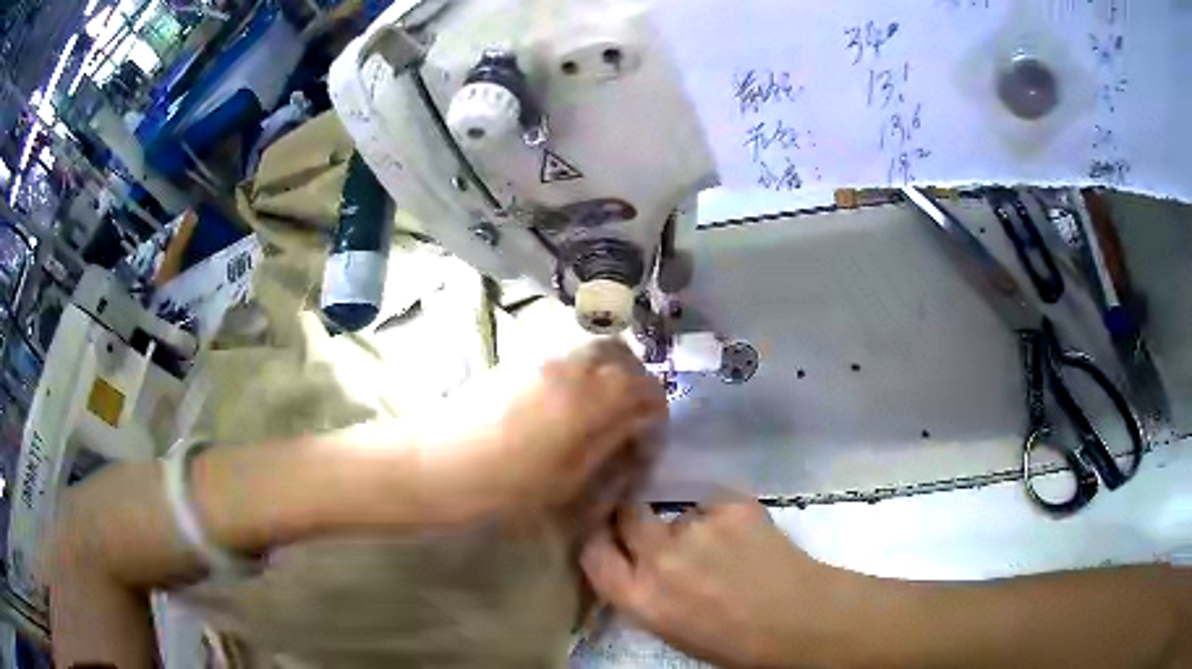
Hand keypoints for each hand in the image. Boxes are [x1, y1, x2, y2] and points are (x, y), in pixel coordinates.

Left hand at [413, 339, 667, 521]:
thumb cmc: (505, 485)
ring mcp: (543, 357)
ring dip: (609, 372)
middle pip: (622, 356)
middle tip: (628, 418)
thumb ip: (609, 444)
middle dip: (635, 383)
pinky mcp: (519, 359)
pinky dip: (582, 370)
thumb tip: (635, 429)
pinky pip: (566, 354)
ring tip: (599, 410)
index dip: (654, 414)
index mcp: (591, 397)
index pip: (646, 389)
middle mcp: (572, 365)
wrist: (436, 465)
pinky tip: (567, 403)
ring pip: (593, 349)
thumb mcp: (568, 478)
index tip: (644, 442)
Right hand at [581, 497, 852, 667]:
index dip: (598, 538)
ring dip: (688, 526)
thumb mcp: (671, 629)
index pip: (592, 551)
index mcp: (640, 599)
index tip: (608, 535)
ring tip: (721, 548)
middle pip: (625, 514)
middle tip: (655, 530)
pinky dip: (723, 518)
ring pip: (676, 513)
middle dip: (634, 517)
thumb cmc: (735, 642)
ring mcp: (696, 528)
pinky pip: (713, 505)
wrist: (802, 620)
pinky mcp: (731, 505)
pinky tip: (745, 539)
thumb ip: (644, 593)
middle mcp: (658, 559)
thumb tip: (636, 561)